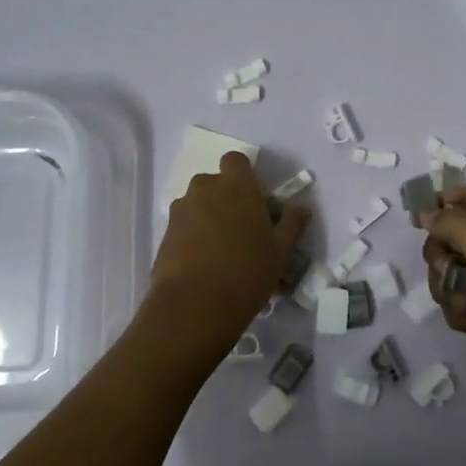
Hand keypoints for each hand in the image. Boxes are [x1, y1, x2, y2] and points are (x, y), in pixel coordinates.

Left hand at [154, 152, 310, 338]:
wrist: (193, 306)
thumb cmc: (246, 273)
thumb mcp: (280, 251)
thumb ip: (291, 223)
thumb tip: (301, 207)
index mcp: (237, 185)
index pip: (237, 160)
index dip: (245, 177)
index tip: (255, 202)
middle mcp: (206, 188)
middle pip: (216, 182)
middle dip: (226, 198)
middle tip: (241, 229)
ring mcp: (181, 209)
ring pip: (198, 203)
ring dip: (208, 216)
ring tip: (220, 250)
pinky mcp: (164, 231)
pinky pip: (184, 224)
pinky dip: (192, 234)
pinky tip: (203, 262)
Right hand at [419, 188, 465, 396]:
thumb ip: (453, 225)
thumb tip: (425, 212)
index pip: (464, 198)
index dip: (439, 206)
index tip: (417, 224)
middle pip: (448, 237)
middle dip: (443, 260)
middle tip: (450, 273)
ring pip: (448, 272)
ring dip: (451, 291)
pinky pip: (457, 299)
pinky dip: (462, 312)